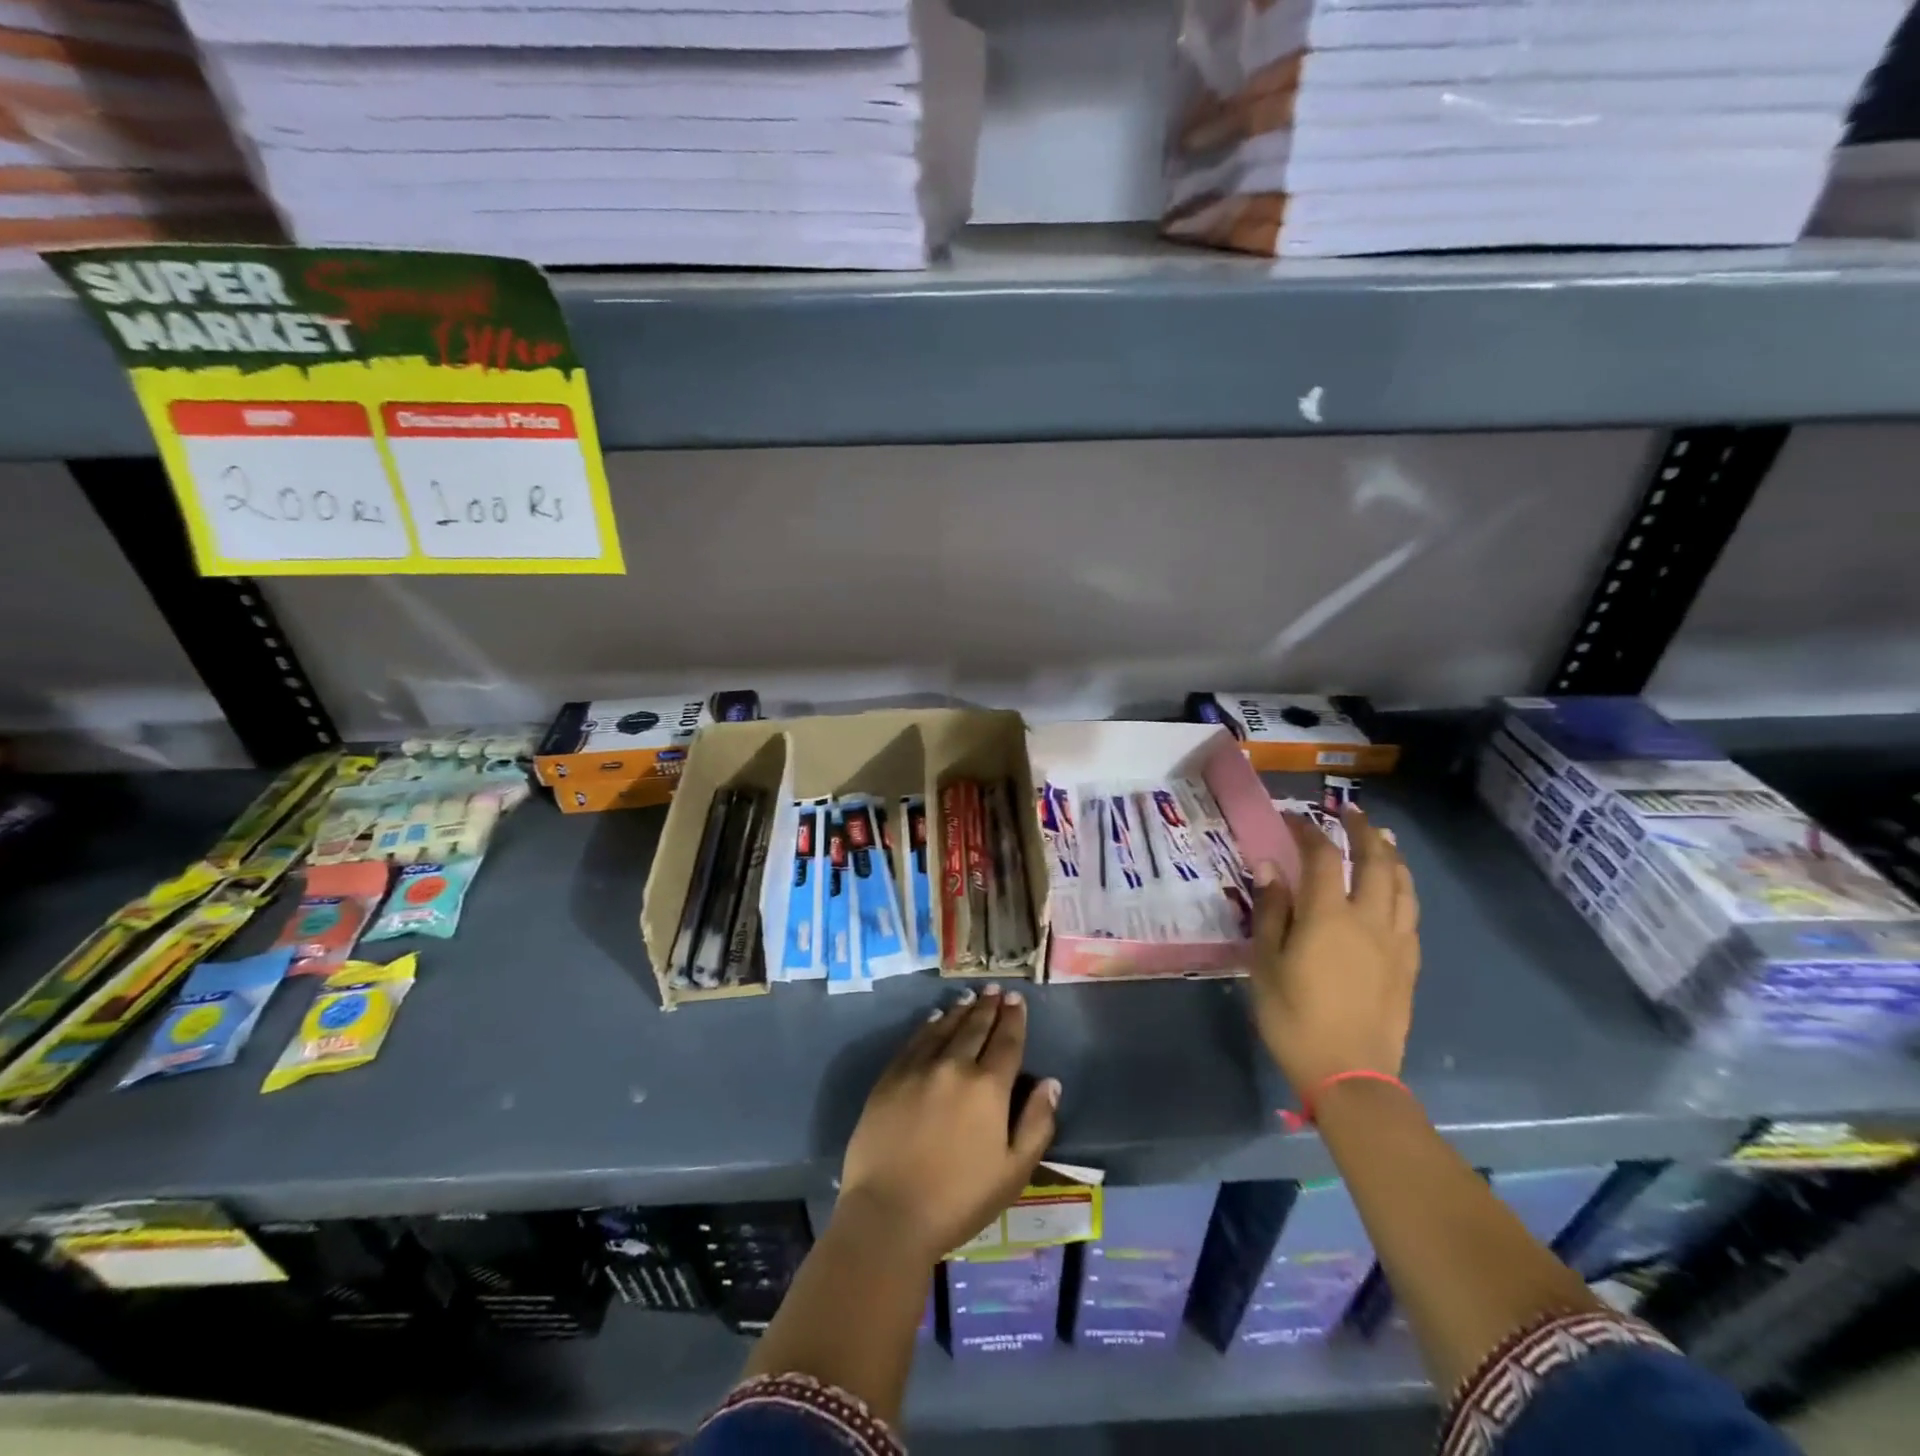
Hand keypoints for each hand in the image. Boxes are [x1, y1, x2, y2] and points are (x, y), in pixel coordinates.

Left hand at [839, 985, 1059, 1265]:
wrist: (889, 1214)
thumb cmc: (959, 1200)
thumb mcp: (1014, 1172)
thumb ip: (1037, 1124)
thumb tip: (1050, 1083)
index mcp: (989, 1087)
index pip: (1006, 1041)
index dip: (1014, 1018)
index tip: (1017, 999)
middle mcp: (955, 1066)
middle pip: (975, 1027)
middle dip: (989, 1006)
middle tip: (996, 989)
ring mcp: (919, 1068)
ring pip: (945, 1027)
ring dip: (961, 1010)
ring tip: (971, 996)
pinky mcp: (890, 1077)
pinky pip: (915, 1040)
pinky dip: (929, 1025)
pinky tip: (935, 1018)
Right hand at [1249, 808, 1420, 1098]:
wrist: (1351, 1074)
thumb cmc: (1294, 1017)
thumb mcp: (1266, 963)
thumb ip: (1271, 911)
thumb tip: (1270, 866)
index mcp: (1328, 916)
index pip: (1322, 857)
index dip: (1308, 831)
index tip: (1293, 818)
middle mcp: (1369, 919)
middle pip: (1375, 862)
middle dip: (1362, 831)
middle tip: (1350, 813)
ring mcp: (1395, 942)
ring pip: (1402, 886)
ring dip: (1391, 856)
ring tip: (1383, 840)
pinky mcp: (1408, 965)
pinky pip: (1411, 914)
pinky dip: (1403, 890)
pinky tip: (1396, 891)